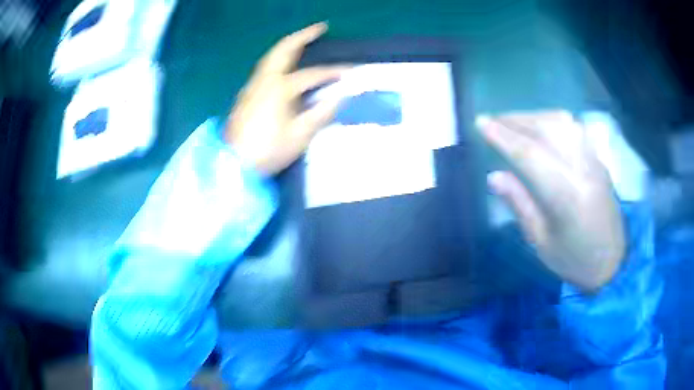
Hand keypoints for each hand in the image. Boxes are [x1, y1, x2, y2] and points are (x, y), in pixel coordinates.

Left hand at [224, 22, 348, 175]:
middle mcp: (264, 80)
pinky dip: (278, 58)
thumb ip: (320, 113)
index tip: (351, 70)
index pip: (312, 74)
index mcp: (280, 88)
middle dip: (303, 35)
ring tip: (303, 40)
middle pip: (283, 49)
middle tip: (320, 27)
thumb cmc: (267, 151)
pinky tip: (284, 65)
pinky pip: (264, 67)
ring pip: (271, 56)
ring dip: (288, 45)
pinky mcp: (246, 94)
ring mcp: (252, 85)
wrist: (233, 164)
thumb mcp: (299, 135)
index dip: (333, 72)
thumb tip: (339, 97)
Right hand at [477, 110, 625, 290]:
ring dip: (533, 116)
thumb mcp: (541, 242)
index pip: (529, 154)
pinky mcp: (598, 159)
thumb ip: (520, 205)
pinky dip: (552, 120)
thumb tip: (494, 176)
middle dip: (515, 119)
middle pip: (546, 128)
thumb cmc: (574, 259)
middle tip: (492, 120)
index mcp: (565, 195)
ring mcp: (593, 160)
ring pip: (562, 122)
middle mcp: (581, 169)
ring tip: (514, 121)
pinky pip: (574, 128)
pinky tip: (542, 127)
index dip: (502, 135)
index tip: (480, 122)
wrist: (613, 262)